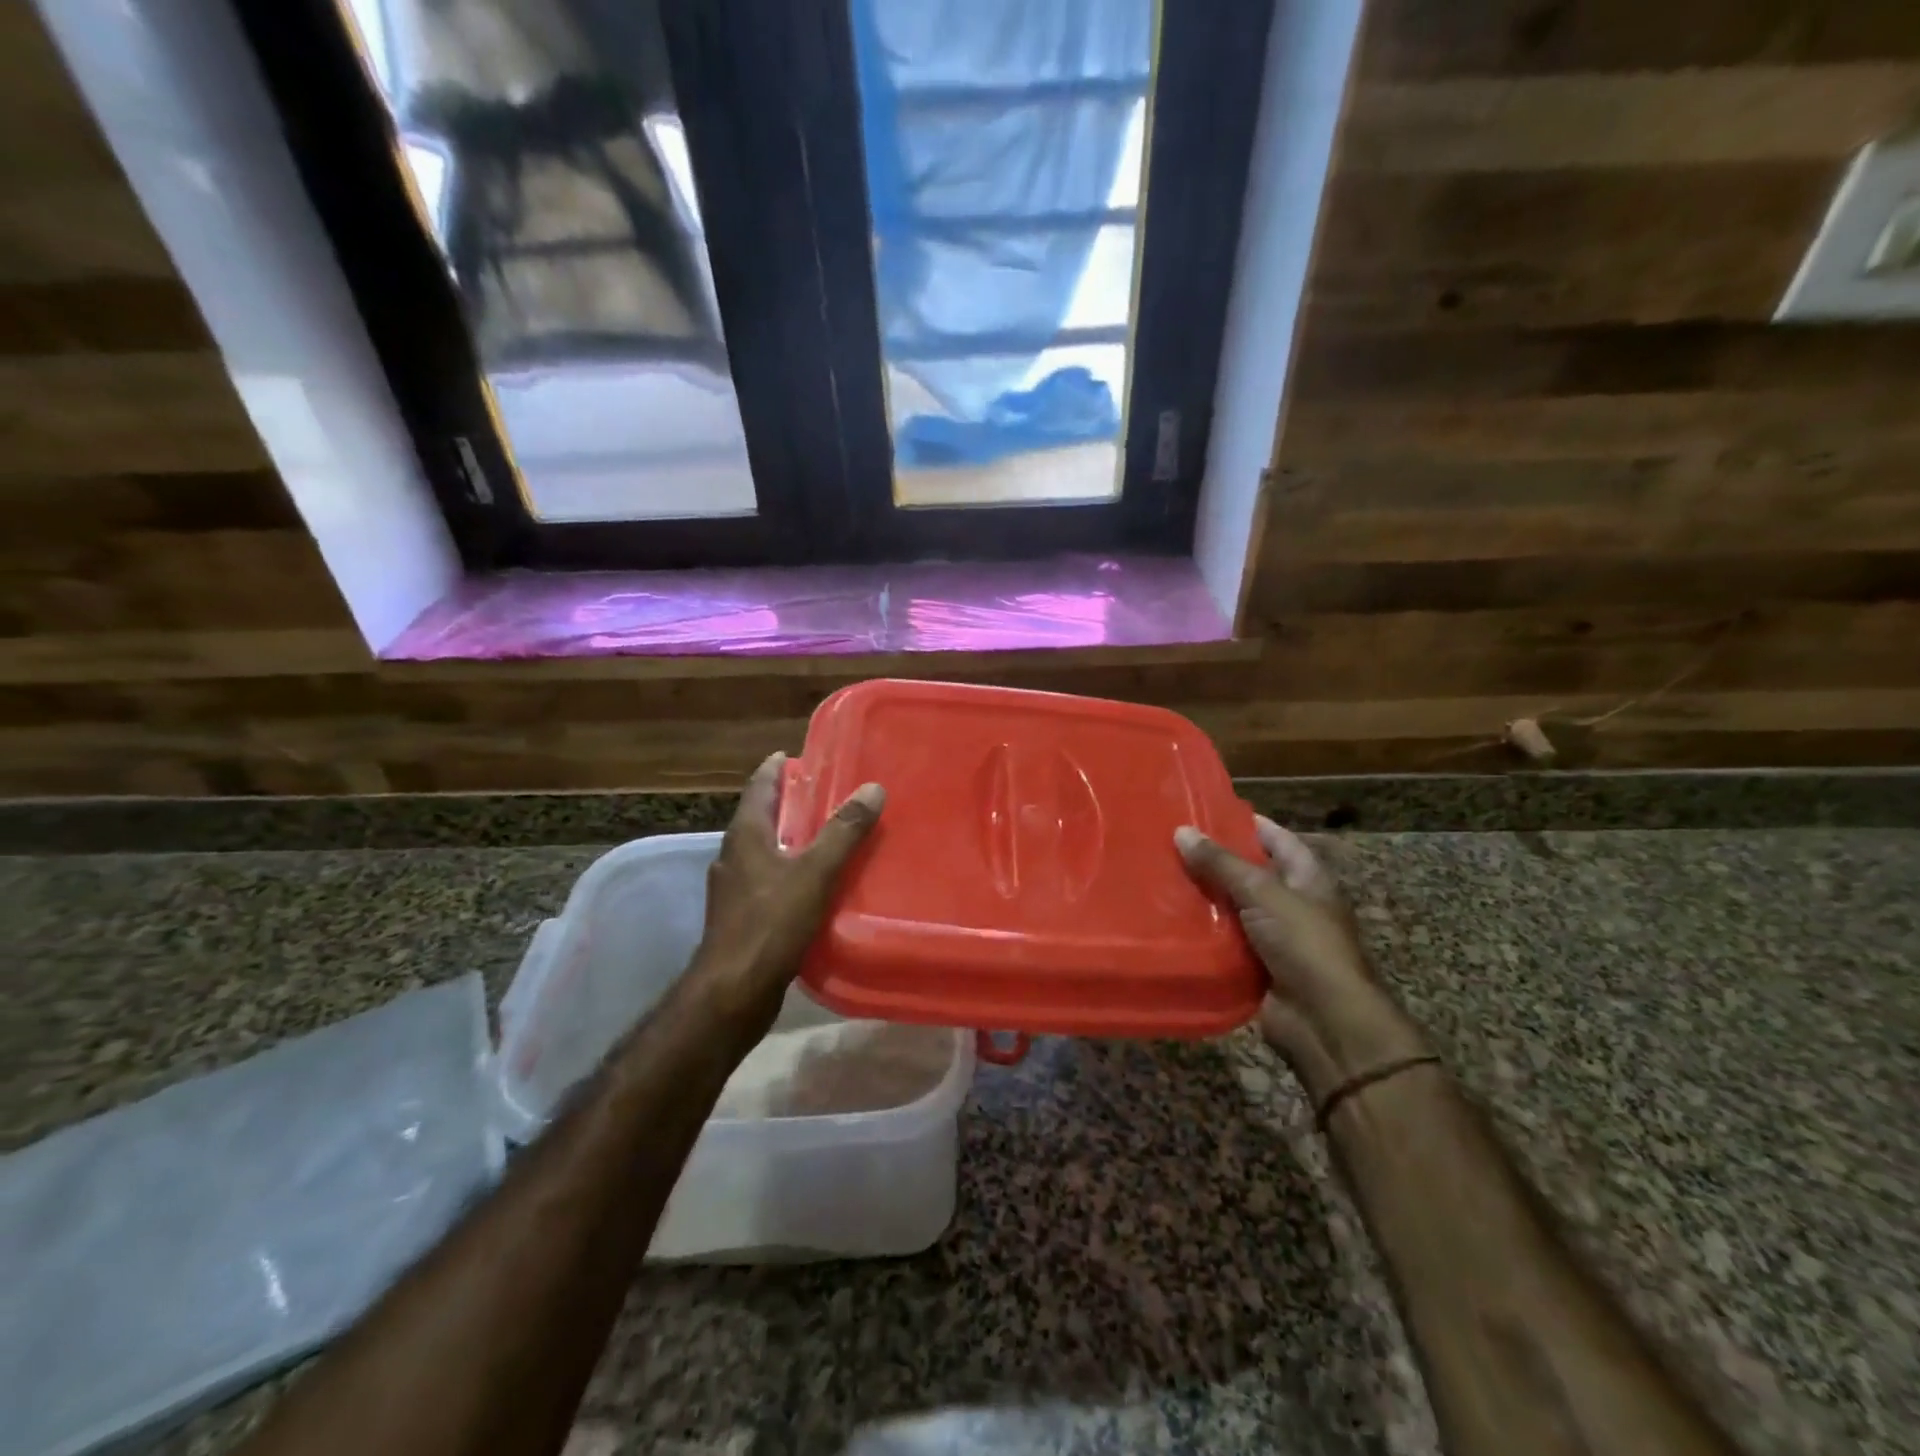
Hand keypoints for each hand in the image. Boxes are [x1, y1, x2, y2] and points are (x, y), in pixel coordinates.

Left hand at [687, 752, 884, 1039]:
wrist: (733, 991)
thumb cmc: (771, 923)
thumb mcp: (815, 872)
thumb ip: (843, 831)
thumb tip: (872, 788)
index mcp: (745, 835)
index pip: (759, 787)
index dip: (776, 769)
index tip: (795, 755)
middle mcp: (734, 856)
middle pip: (761, 817)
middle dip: (788, 804)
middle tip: (824, 795)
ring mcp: (734, 889)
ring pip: (764, 852)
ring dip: (790, 840)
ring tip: (826, 838)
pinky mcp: (741, 918)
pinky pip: (768, 882)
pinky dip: (790, 872)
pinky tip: (814, 886)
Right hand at [1176, 816, 1427, 1104]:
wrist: (1324, 1021)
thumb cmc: (1305, 944)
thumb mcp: (1263, 893)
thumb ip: (1222, 864)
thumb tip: (1181, 831)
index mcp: (1306, 878)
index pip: (1275, 838)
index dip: (1246, 823)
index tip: (1204, 811)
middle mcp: (1291, 902)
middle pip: (1248, 873)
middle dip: (1213, 860)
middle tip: (1168, 843)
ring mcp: (1273, 936)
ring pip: (1231, 908)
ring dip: (1202, 897)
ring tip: (1158, 875)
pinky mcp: (1254, 965)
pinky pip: (1222, 941)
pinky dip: (1200, 932)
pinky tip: (1166, 919)